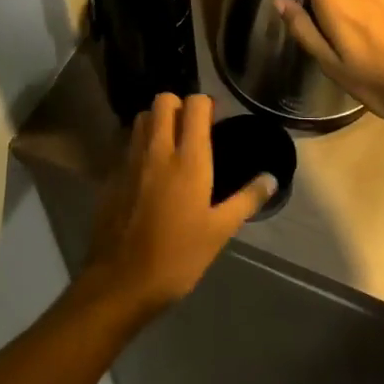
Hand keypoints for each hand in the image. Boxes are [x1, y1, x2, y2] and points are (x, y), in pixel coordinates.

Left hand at [80, 93, 275, 320]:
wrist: (121, 282)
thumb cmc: (178, 257)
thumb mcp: (220, 232)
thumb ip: (246, 200)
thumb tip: (271, 179)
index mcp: (188, 160)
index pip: (195, 105)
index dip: (206, 105)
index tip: (216, 121)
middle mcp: (157, 151)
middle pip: (163, 101)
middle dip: (179, 106)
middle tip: (192, 130)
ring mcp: (129, 161)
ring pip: (141, 118)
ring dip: (157, 121)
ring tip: (171, 145)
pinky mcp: (111, 176)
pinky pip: (127, 144)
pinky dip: (140, 145)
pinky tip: (149, 172)